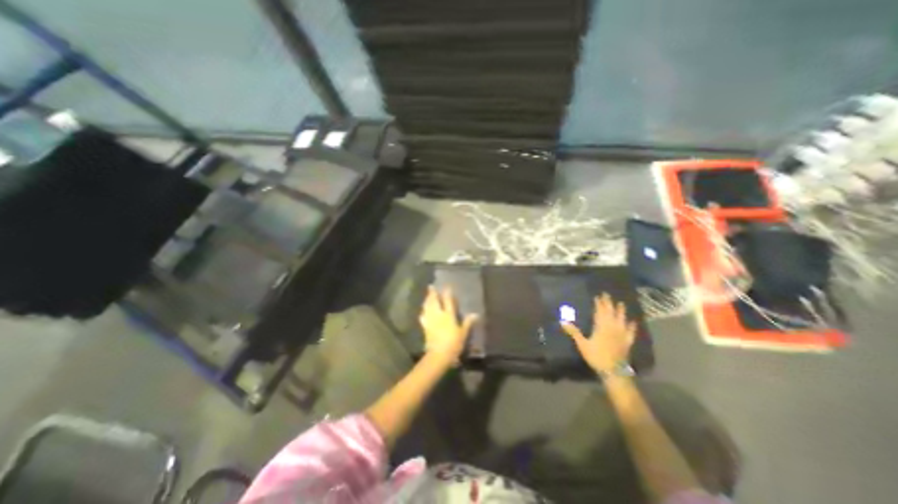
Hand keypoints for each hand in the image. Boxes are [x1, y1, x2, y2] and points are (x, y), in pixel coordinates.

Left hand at [420, 285, 479, 364]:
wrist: (439, 354)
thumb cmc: (453, 344)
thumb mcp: (463, 333)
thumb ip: (467, 323)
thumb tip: (475, 314)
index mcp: (448, 315)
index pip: (447, 301)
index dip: (447, 293)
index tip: (446, 286)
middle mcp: (438, 315)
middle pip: (434, 302)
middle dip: (432, 293)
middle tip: (430, 286)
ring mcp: (431, 321)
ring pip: (427, 307)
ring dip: (426, 300)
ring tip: (426, 296)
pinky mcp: (425, 327)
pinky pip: (423, 317)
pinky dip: (423, 313)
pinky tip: (422, 312)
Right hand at [558, 294, 637, 372]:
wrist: (613, 371)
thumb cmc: (596, 356)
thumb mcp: (582, 344)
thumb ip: (574, 332)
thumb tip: (562, 321)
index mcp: (601, 327)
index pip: (600, 312)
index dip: (599, 304)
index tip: (597, 296)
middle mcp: (612, 327)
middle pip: (610, 313)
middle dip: (608, 303)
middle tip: (607, 295)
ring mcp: (621, 334)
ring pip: (621, 320)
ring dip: (621, 311)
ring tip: (621, 303)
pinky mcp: (627, 342)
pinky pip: (630, 332)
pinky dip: (632, 326)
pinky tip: (633, 322)